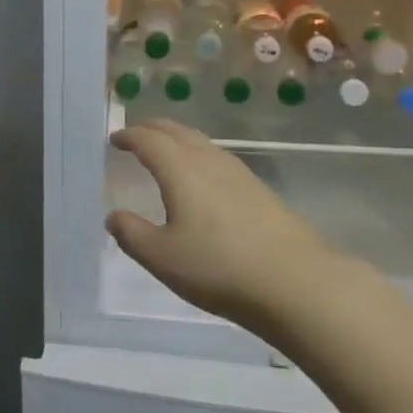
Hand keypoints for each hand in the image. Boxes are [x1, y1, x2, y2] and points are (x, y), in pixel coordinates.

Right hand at [105, 121, 345, 330]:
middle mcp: (210, 163)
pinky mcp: (261, 192)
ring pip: (202, 143)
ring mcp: (240, 175)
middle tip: (136, 133)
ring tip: (167, 149)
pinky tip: (204, 177)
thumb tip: (114, 215)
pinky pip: (219, 159)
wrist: (298, 284)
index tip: (114, 139)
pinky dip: (199, 155)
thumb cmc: (219, 268)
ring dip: (178, 139)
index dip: (129, 136)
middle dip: (153, 128)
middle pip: (178, 132)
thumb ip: (132, 234)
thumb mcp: (162, 258)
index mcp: (181, 171)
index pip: (149, 141)